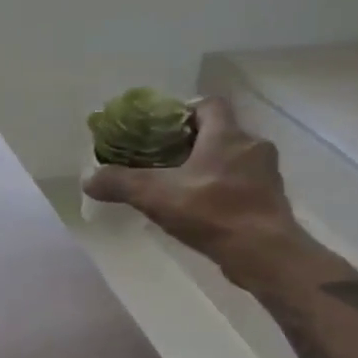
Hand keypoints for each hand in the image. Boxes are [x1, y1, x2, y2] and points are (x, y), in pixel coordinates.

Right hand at [83, 97, 303, 280]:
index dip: (186, 111)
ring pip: (233, 161)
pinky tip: (203, 212)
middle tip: (164, 161)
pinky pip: (243, 186)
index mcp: (227, 135)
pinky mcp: (271, 202)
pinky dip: (223, 192)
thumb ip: (120, 183)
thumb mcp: (155, 195)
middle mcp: (252, 147)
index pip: (210, 104)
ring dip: (210, 169)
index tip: (164, 129)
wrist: (263, 253)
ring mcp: (266, 175)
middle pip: (221, 132)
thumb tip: (87, 178)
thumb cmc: (212, 212)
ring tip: (181, 188)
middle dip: (193, 144)